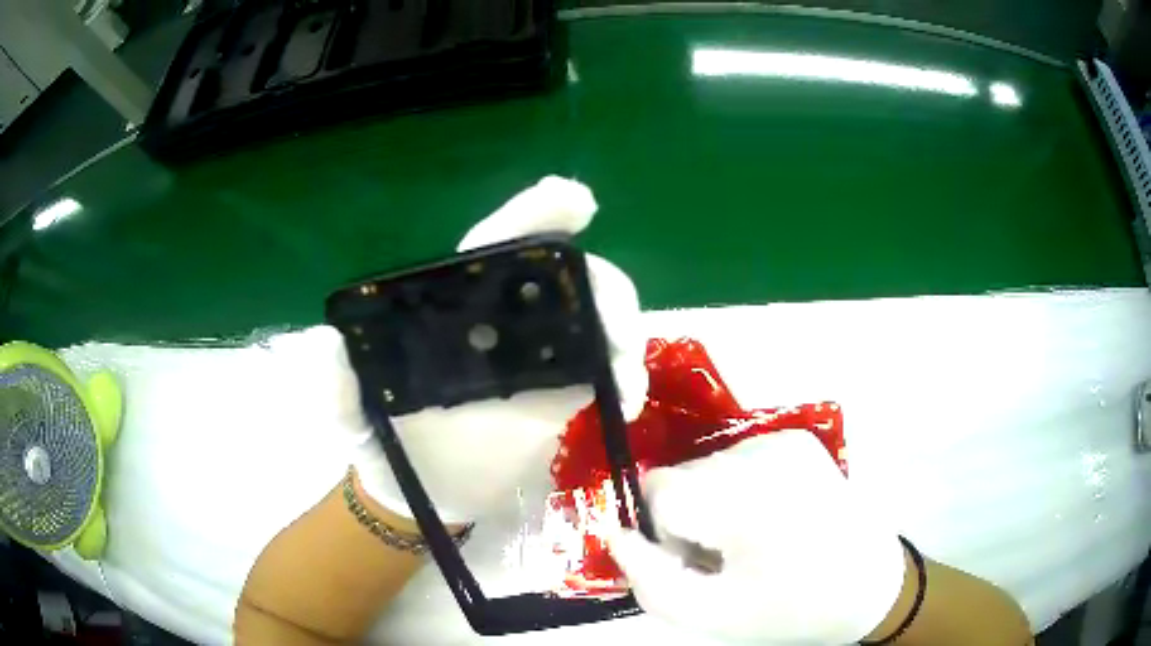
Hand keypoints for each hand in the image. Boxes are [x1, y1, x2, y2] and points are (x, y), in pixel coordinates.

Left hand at [325, 176, 648, 522]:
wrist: (422, 494)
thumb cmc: (385, 444)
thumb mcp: (349, 416)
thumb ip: (334, 386)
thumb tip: (321, 342)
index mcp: (454, 309)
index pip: (496, 246)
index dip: (534, 216)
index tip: (574, 200)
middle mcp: (502, 322)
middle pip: (565, 278)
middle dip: (599, 284)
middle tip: (611, 322)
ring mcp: (539, 357)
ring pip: (596, 319)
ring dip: (623, 333)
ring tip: (623, 374)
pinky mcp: (564, 393)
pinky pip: (607, 369)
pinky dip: (625, 377)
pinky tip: (622, 402)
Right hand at [608, 430, 905, 645]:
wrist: (868, 585)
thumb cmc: (788, 608)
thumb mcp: (708, 614)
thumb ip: (649, 578)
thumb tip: (617, 533)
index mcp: (746, 498)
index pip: (658, 489)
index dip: (664, 532)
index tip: (696, 562)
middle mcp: (764, 453)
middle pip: (682, 475)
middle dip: (687, 519)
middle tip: (725, 558)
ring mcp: (784, 440)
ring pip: (707, 466)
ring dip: (712, 504)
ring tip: (751, 540)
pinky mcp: (797, 440)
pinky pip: (737, 459)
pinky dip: (738, 488)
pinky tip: (769, 517)